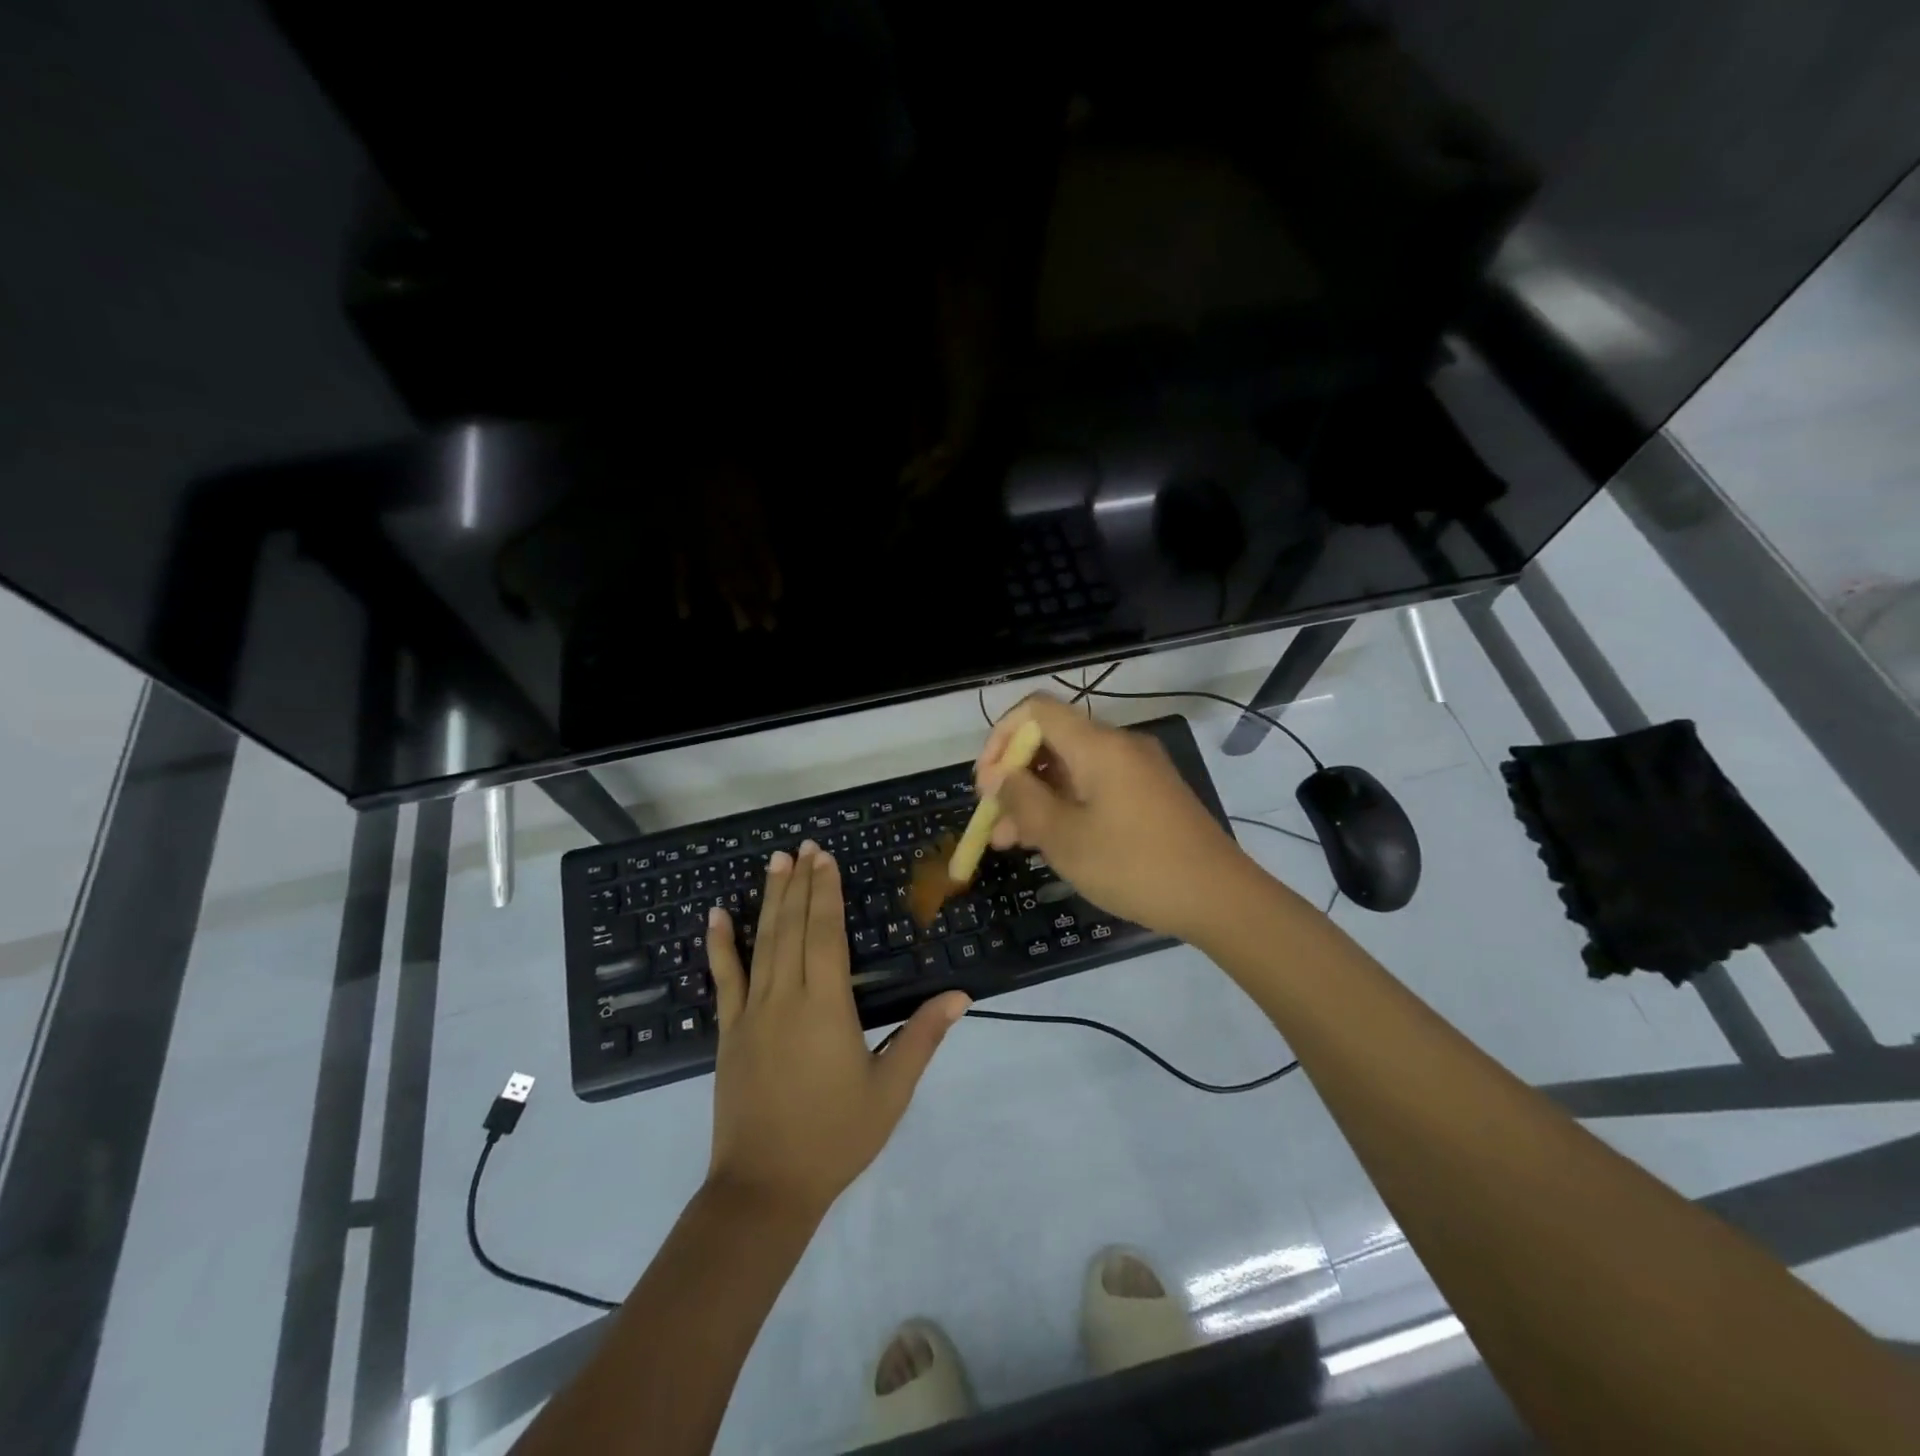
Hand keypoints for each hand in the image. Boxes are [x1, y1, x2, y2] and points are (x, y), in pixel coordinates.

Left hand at [705, 843, 969, 1221]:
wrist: (764, 1188)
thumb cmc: (834, 1138)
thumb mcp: (890, 1091)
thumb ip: (922, 1037)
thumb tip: (959, 995)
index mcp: (826, 1007)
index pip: (825, 934)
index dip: (826, 892)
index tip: (826, 859)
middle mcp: (786, 998)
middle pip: (793, 927)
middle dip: (799, 883)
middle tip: (802, 847)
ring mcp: (752, 1012)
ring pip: (762, 943)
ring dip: (769, 900)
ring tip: (775, 862)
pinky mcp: (729, 1031)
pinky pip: (724, 978)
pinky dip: (719, 944)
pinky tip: (716, 915)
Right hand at [976, 694, 1259, 941]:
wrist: (1218, 898)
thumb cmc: (1134, 865)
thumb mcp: (1065, 838)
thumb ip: (1023, 800)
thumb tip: (999, 776)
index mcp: (1098, 745)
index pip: (1036, 711)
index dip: (1000, 738)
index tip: (986, 783)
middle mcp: (1118, 746)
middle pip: (1052, 741)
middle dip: (1015, 777)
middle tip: (993, 820)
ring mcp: (1137, 770)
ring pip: (1071, 769)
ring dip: (1037, 798)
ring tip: (1011, 843)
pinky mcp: (1149, 794)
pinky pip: (1096, 787)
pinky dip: (1067, 806)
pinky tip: (1050, 842)